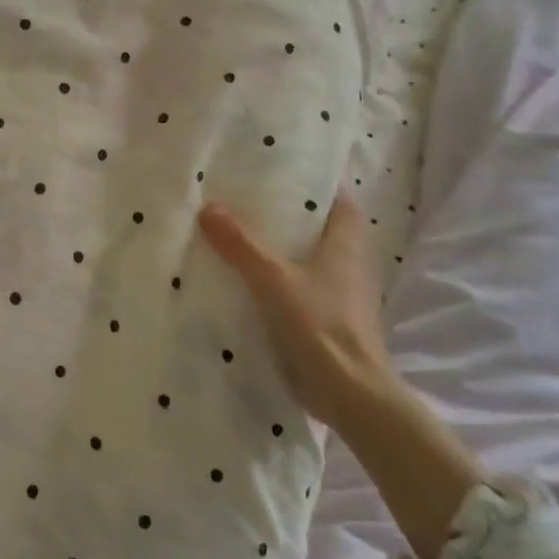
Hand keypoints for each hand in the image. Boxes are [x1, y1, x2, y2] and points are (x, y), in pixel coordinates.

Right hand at [200, 194, 483, 558]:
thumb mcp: (274, 279)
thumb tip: (207, 206)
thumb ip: (241, 244)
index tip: (273, 165)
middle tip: (238, 194)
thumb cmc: (321, 325)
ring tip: (230, 228)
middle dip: (281, 211)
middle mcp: (346, 260)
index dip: (309, 179)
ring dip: (273, 245)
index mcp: (346, 241)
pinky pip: (292, 283)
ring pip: (301, 255)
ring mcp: (336, 290)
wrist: (350, 393)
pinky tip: (238, 273)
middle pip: (313, 224)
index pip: (334, 196)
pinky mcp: (322, 316)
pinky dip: (270, 275)